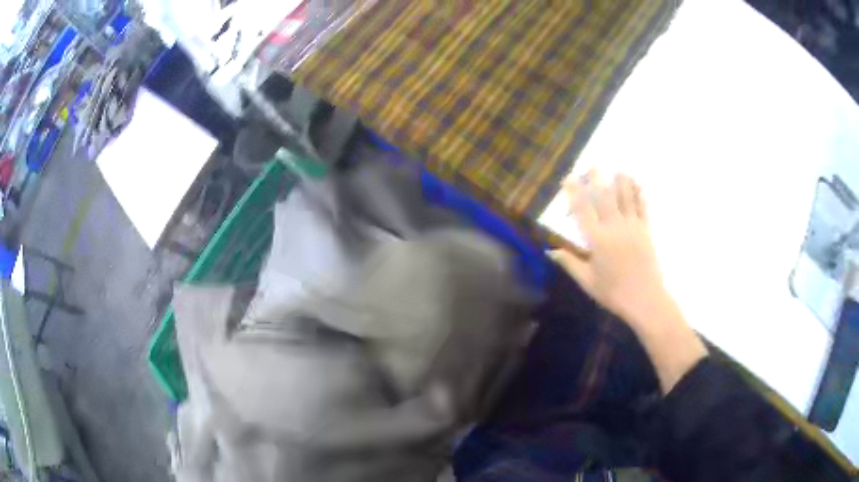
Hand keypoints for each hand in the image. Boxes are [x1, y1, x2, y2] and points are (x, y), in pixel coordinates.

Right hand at [550, 172, 666, 326]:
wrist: (644, 299)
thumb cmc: (613, 292)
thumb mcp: (587, 281)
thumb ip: (570, 263)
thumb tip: (550, 250)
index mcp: (597, 240)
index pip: (583, 210)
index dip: (575, 192)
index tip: (569, 178)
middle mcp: (614, 227)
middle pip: (604, 197)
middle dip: (597, 179)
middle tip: (593, 164)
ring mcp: (632, 227)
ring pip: (625, 198)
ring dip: (621, 181)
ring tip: (618, 168)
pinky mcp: (646, 231)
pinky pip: (642, 207)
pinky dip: (639, 194)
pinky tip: (637, 185)